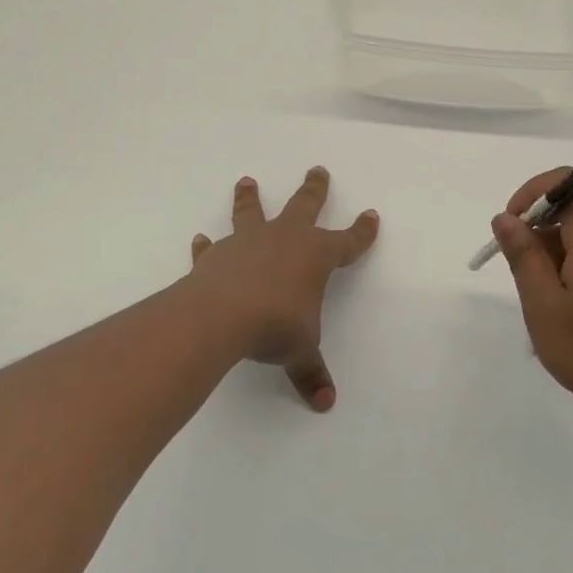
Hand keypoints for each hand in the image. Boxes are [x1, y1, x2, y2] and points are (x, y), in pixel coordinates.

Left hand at [188, 168, 379, 411]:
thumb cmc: (276, 325)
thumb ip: (311, 372)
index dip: (362, 231)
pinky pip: (212, 247)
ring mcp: (249, 242)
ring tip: (246, 181)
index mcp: (316, 255)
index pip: (348, 241)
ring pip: (252, 212)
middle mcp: (285, 239)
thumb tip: (325, 402)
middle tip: (317, 169)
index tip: (372, 216)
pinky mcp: (217, 255)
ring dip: (250, 197)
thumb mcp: (300, 351)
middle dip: (314, 189)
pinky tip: (200, 241)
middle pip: (305, 205)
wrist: (222, 315)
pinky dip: (207, 246)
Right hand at [493, 168, 572, 436]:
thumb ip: (523, 254)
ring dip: (556, 251)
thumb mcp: (543, 303)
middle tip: (523, 275)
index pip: (564, 183)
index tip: (511, 229)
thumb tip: (506, 217)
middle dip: (539, 229)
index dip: (531, 195)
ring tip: (545, 300)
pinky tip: (570, 307)